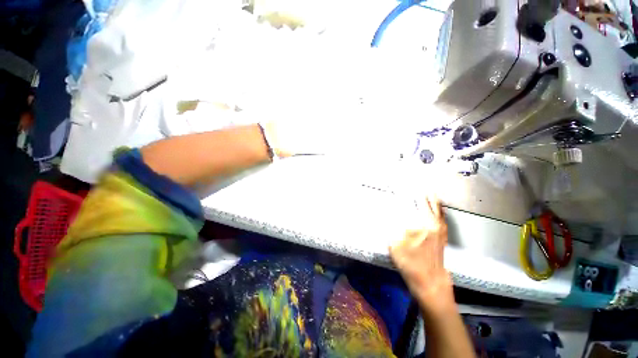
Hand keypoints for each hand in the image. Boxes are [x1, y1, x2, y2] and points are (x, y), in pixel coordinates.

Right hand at [390, 195, 453, 312]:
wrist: (430, 281)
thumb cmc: (410, 264)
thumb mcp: (395, 246)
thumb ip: (392, 228)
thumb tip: (390, 214)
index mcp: (419, 225)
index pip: (410, 204)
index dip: (404, 194)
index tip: (399, 187)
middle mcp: (431, 223)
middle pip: (425, 202)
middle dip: (419, 193)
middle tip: (414, 185)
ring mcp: (439, 228)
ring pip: (436, 207)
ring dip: (430, 197)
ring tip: (426, 190)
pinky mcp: (442, 234)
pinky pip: (441, 215)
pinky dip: (438, 207)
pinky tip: (436, 204)